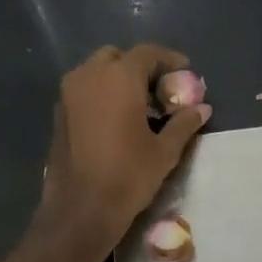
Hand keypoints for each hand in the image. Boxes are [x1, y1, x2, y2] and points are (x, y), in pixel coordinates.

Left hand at [39, 44, 209, 250]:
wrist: (82, 208)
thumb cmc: (129, 176)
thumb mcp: (165, 151)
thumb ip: (184, 123)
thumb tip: (203, 108)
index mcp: (119, 78)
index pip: (147, 53)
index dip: (169, 59)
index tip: (185, 71)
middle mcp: (89, 76)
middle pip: (118, 57)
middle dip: (140, 67)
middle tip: (160, 89)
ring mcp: (69, 94)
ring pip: (96, 71)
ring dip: (118, 79)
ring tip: (140, 105)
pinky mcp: (59, 113)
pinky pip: (84, 90)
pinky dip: (102, 94)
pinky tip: (117, 119)